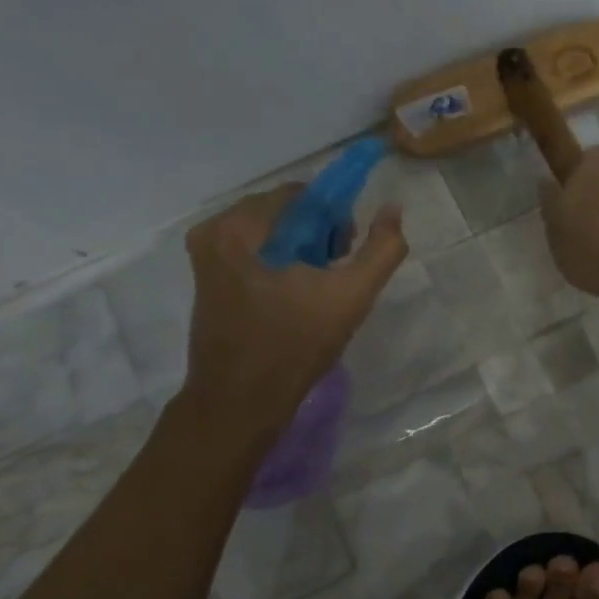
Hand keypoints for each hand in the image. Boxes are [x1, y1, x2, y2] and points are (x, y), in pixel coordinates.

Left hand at [179, 185, 407, 423]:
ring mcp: (204, 258)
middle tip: (335, 271)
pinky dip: (278, 263)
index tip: (346, 250)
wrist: (239, 404)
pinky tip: (294, 296)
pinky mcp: (206, 281)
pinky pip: (252, 253)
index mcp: (238, 227)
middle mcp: (213, 232)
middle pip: (282, 211)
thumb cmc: (294, 346)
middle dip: (316, 233)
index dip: (334, 216)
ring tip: (318, 286)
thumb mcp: (350, 296)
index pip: (300, 195)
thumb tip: (393, 209)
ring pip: (268, 233)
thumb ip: (382, 249)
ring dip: (299, 249)